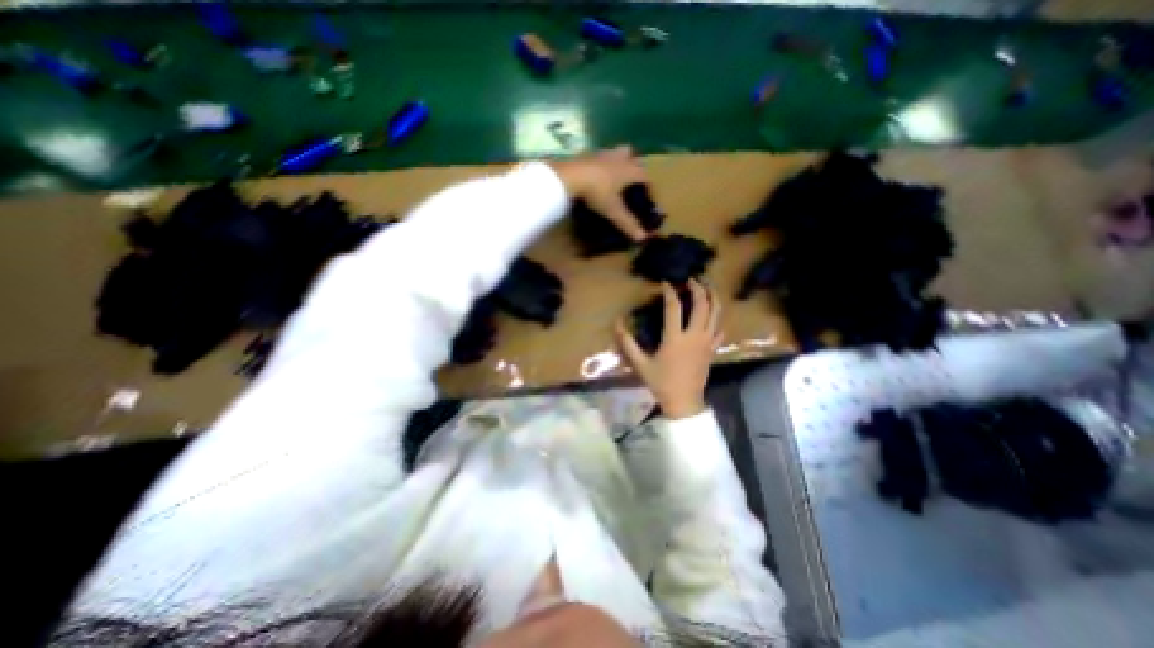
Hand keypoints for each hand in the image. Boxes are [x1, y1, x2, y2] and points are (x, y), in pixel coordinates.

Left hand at [548, 146, 646, 242]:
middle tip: (631, 182)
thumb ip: (628, 224)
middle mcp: (618, 158)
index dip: (649, 187)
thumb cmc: (597, 192)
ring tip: (613, 178)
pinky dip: (600, 166)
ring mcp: (601, 154)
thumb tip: (643, 238)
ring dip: (617, 163)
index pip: (645, 176)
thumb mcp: (613, 210)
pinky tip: (595, 176)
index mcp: (629, 170)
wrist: (569, 176)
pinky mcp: (585, 155)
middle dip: (634, 167)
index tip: (649, 197)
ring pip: (614, 154)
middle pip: (632, 157)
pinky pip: (598, 158)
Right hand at [613, 278, 717, 418]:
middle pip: (702, 305)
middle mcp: (694, 336)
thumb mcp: (640, 364)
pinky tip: (713, 314)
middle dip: (698, 288)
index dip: (669, 292)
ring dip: (713, 297)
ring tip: (708, 287)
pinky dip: (718, 318)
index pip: (674, 307)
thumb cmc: (661, 382)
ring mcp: (707, 342)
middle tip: (691, 279)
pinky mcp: (713, 349)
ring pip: (716, 314)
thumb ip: (627, 343)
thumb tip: (617, 323)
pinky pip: (720, 329)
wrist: (684, 402)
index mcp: (675, 338)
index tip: (665, 283)